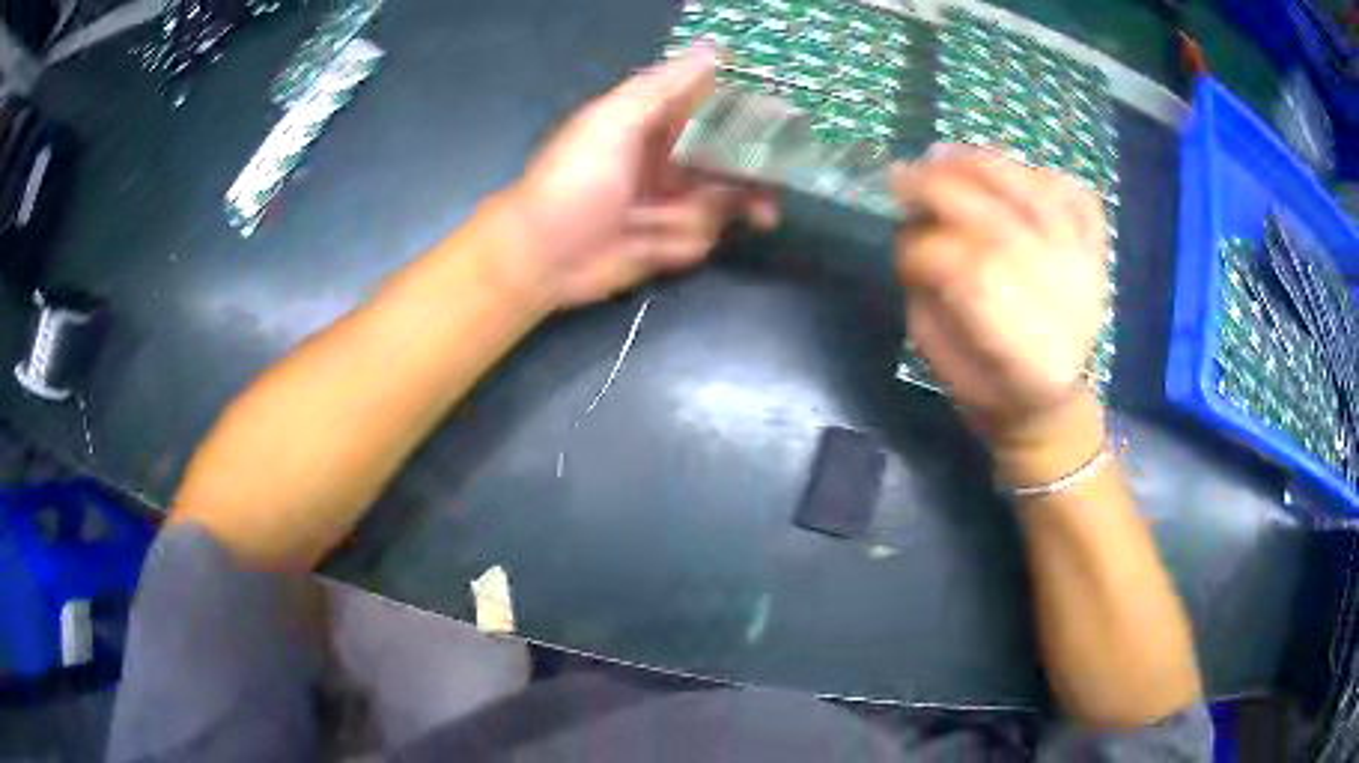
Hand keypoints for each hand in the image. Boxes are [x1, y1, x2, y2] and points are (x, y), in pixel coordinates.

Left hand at [504, 46, 778, 308]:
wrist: (542, 257)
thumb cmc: (572, 181)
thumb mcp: (612, 123)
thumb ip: (664, 87)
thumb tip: (716, 49)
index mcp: (657, 119)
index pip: (720, 107)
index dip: (754, 116)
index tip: (787, 128)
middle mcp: (674, 155)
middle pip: (737, 158)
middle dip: (750, 179)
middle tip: (765, 203)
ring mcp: (676, 199)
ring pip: (724, 203)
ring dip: (693, 217)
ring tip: (654, 225)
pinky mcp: (674, 240)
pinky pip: (703, 237)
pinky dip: (679, 243)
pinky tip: (646, 245)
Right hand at [893, 147, 1107, 442]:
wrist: (1051, 402)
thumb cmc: (989, 387)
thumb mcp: (941, 361)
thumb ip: (928, 297)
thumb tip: (913, 230)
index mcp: (1026, 356)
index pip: (972, 276)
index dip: (925, 251)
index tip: (900, 246)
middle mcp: (1067, 306)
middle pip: (1003, 224)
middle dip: (942, 191)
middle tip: (902, 176)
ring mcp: (1089, 273)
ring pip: (1040, 196)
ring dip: (985, 165)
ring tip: (945, 155)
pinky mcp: (1098, 254)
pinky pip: (1079, 197)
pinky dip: (1045, 173)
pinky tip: (1010, 171)